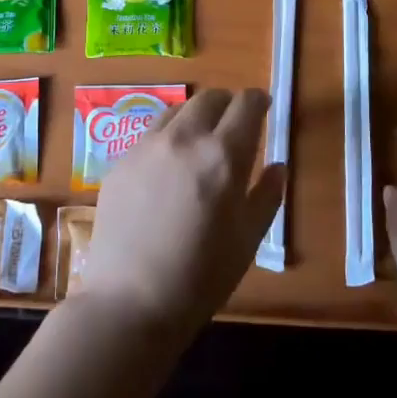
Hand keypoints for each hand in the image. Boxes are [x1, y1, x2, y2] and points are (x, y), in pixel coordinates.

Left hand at [76, 88, 285, 336]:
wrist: (130, 299)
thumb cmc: (201, 277)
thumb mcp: (247, 239)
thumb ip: (266, 196)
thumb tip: (276, 166)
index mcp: (223, 156)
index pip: (245, 105)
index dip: (258, 100)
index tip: (263, 107)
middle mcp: (183, 139)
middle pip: (209, 98)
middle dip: (227, 103)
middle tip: (234, 122)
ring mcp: (146, 147)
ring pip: (177, 111)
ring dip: (196, 116)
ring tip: (200, 139)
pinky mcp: (120, 161)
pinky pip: (150, 134)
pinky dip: (168, 136)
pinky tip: (168, 164)